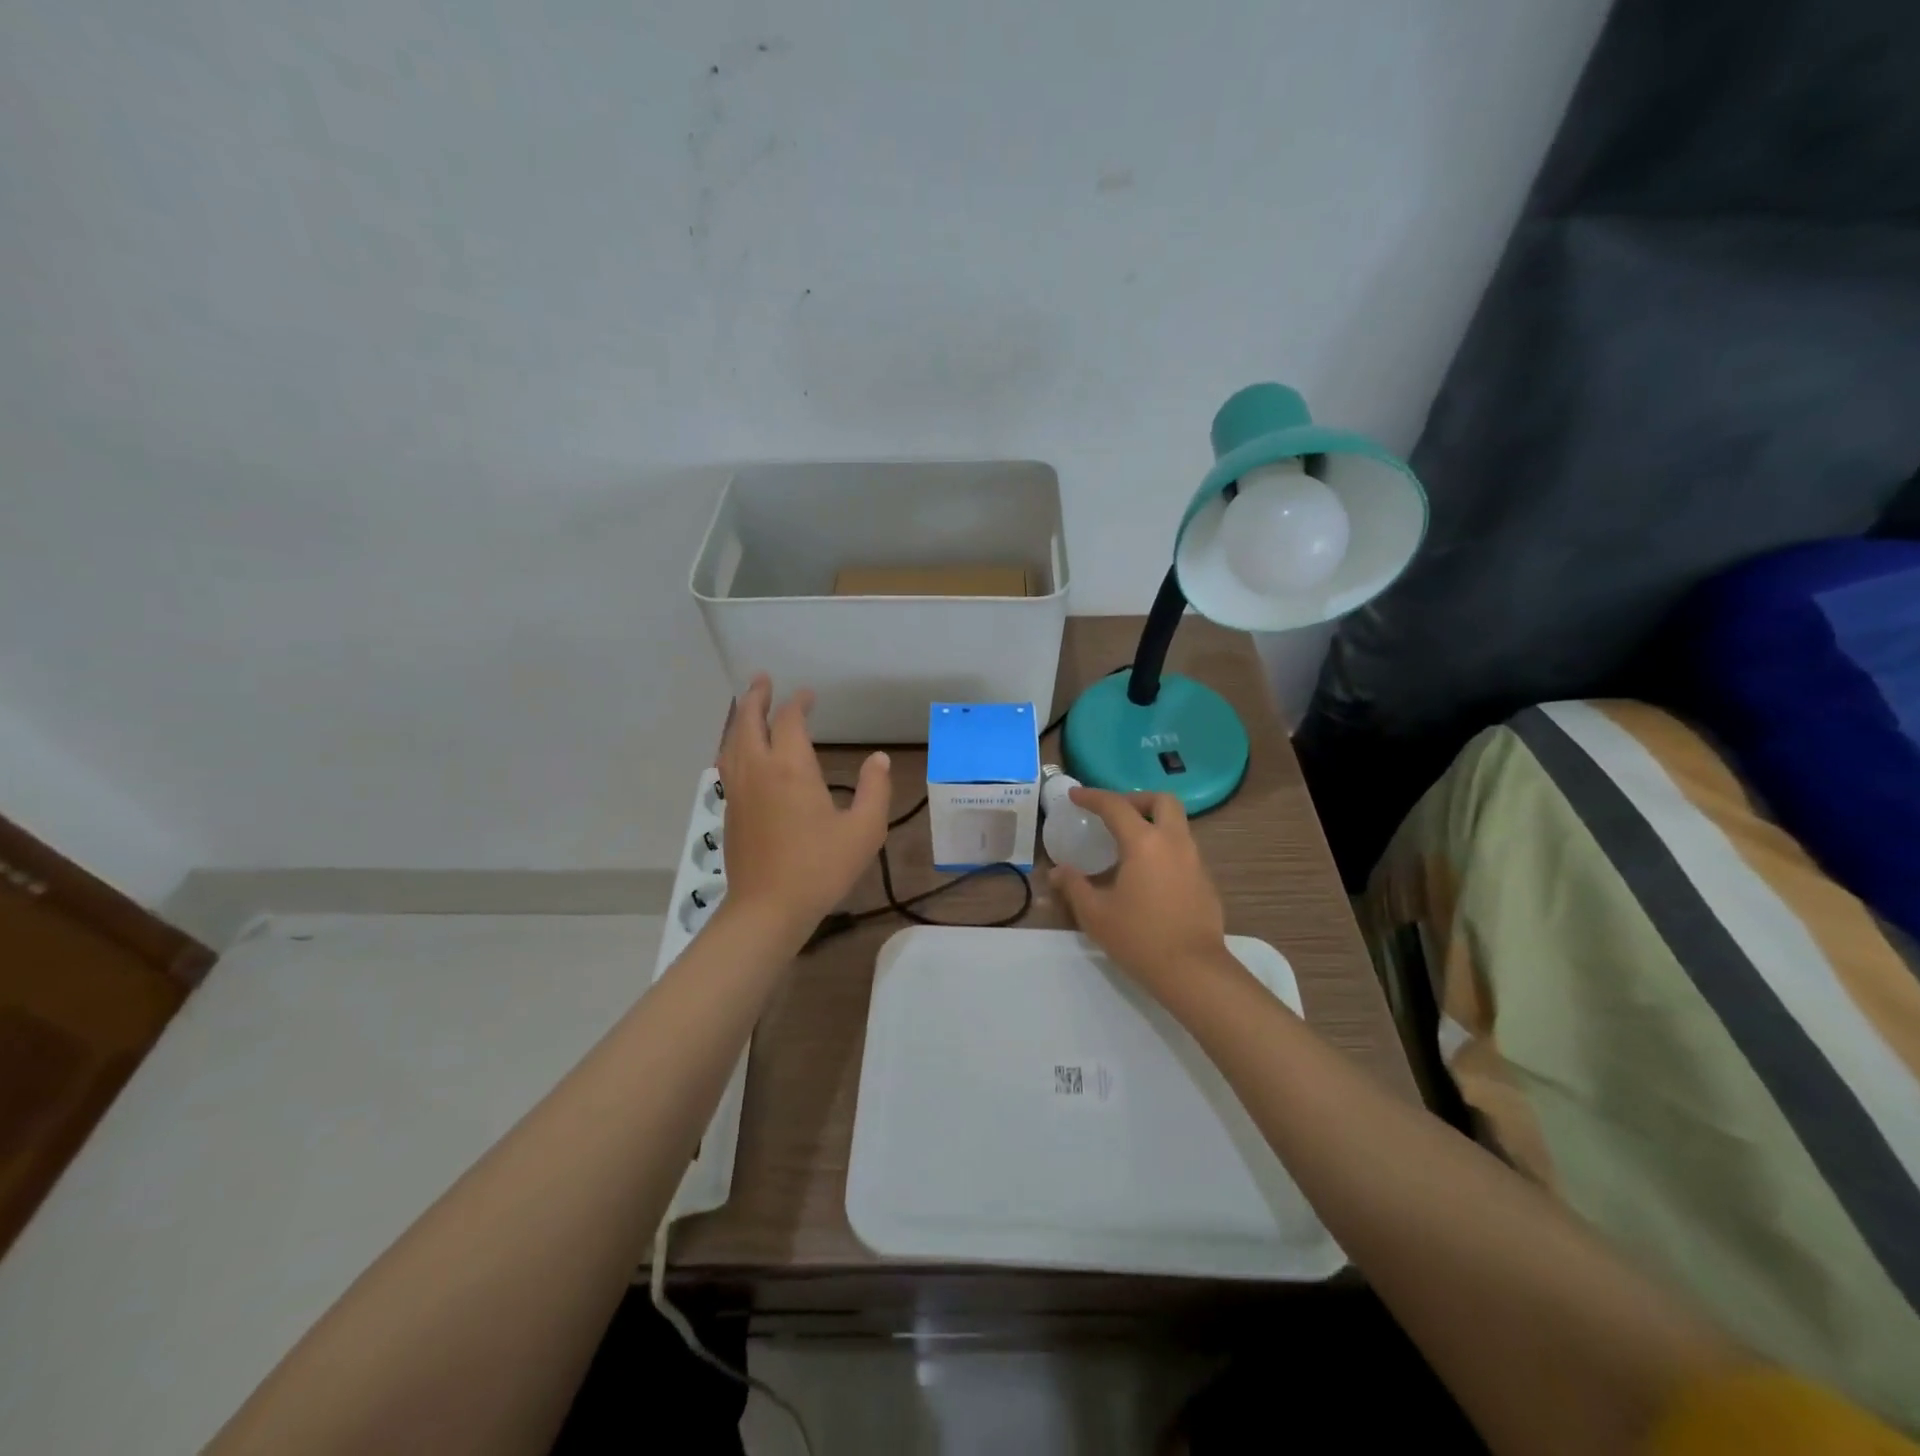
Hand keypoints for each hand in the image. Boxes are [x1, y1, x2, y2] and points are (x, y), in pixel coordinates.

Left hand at [715, 675, 891, 940]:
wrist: (767, 909)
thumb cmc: (820, 868)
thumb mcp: (864, 830)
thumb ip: (875, 789)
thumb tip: (879, 759)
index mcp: (790, 768)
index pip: (790, 721)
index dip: (799, 704)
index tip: (809, 696)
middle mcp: (758, 770)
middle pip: (749, 721)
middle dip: (756, 697)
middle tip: (763, 680)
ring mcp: (739, 790)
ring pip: (732, 741)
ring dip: (740, 718)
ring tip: (747, 707)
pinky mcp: (730, 810)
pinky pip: (727, 763)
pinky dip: (734, 744)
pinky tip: (741, 752)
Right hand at [1049, 789, 1231, 998]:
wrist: (1193, 972)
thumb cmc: (1139, 938)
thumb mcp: (1095, 914)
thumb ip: (1074, 886)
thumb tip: (1057, 872)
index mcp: (1144, 843)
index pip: (1116, 806)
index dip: (1093, 796)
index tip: (1075, 795)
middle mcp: (1174, 843)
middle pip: (1162, 801)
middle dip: (1137, 799)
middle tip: (1115, 814)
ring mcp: (1195, 861)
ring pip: (1177, 825)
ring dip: (1153, 824)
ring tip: (1128, 845)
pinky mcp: (1206, 882)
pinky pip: (1184, 851)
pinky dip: (1164, 849)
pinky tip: (1148, 875)